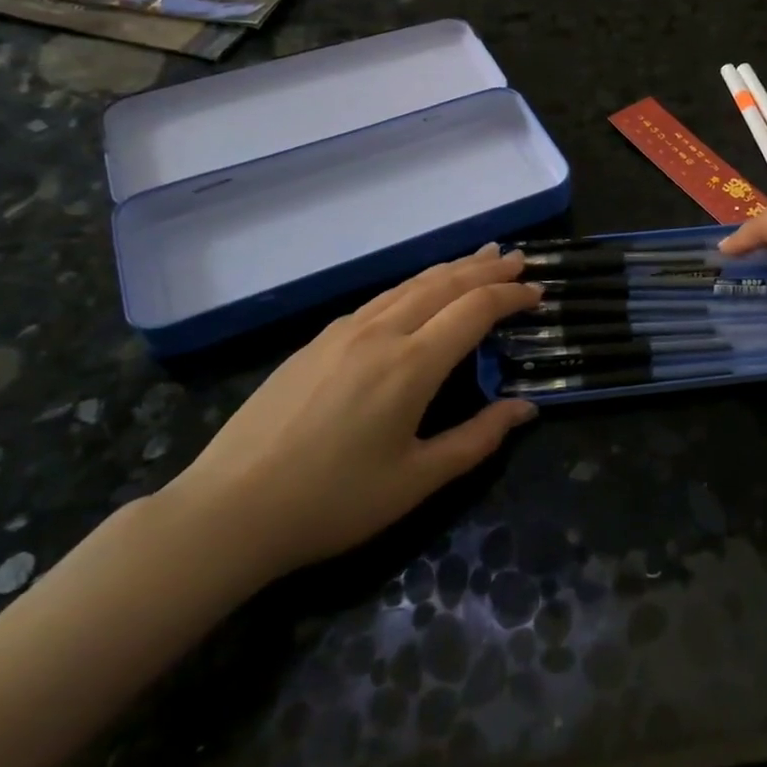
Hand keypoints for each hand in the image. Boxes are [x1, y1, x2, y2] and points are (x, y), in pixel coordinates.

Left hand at [159, 244, 542, 584]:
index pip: (475, 309)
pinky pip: (381, 298)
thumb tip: (525, 409)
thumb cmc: (333, 502)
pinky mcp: (318, 340)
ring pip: (410, 284)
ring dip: (452, 268)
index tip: (538, 292)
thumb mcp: (416, 481)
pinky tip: (420, 291)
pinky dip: (416, 284)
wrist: (229, 509)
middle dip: (486, 268)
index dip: (511, 295)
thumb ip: (477, 439)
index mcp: (411, 364)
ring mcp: (344, 331)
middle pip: (445, 283)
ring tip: (480, 257)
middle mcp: (381, 332)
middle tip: (518, 259)